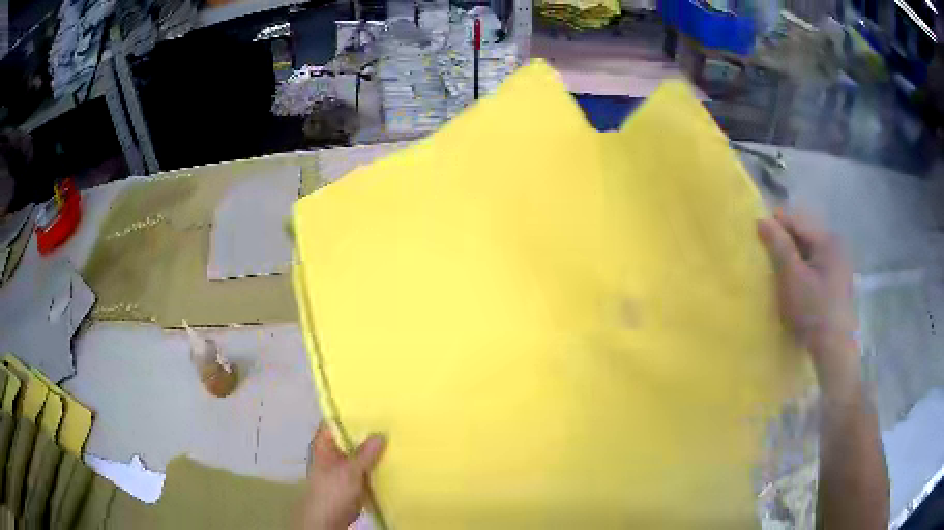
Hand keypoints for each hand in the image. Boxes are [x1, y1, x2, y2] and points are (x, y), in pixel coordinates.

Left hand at [299, 422, 385, 529]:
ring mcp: (342, 466)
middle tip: (390, 421)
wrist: (330, 518)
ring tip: (395, 437)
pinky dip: (375, 463)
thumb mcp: (350, 470)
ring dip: (373, 449)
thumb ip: (366, 453)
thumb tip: (381, 433)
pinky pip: (365, 466)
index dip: (350, 414)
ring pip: (359, 452)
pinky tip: (392, 458)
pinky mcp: (352, 479)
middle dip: (367, 432)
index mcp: (324, 444)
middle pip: (349, 437)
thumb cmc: (333, 490)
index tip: (371, 406)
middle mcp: (332, 452)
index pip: (335, 422)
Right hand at [757, 210, 858, 390]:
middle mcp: (836, 245)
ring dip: (793, 259)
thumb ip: (778, 245)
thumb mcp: (792, 277)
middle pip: (804, 236)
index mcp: (828, 239)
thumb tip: (762, 219)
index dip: (776, 225)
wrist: (834, 349)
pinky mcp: (838, 281)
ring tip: (779, 274)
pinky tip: (795, 286)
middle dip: (785, 244)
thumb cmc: (813, 311)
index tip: (757, 234)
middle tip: (767, 260)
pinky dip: (802, 271)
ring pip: (809, 252)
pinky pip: (815, 266)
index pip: (796, 222)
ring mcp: (839, 264)